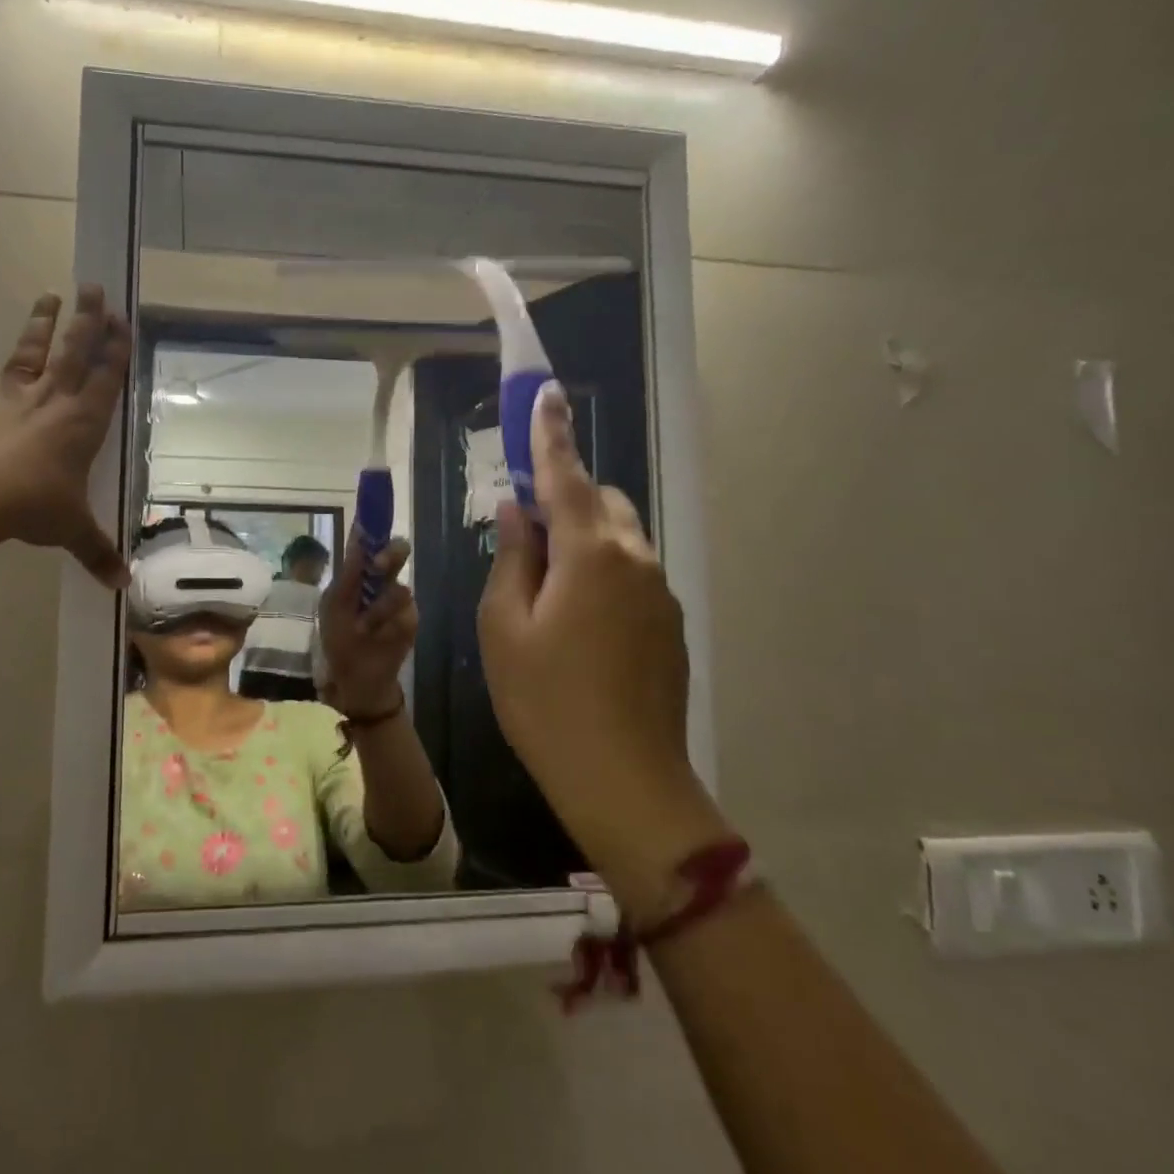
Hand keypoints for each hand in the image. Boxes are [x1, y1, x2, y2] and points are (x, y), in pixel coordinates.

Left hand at [0, 285, 130, 587]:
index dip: (115, 351)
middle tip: (94, 289)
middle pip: (73, 353)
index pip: (105, 380)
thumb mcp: (72, 530)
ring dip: (40, 324)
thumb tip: (123, 585)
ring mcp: (9, 399)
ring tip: (49, 294)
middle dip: (86, 321)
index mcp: (82, 424)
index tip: (123, 320)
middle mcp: (50, 402)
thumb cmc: (32, 507)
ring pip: (29, 353)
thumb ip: (97, 552)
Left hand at [318, 535, 415, 715]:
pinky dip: (387, 626)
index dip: (373, 522)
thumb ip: (349, 571)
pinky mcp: (411, 621)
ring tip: (363, 628)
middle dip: (390, 554)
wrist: (355, 677)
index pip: (369, 541)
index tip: (372, 509)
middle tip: (377, 565)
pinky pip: (406, 614)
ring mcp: (399, 600)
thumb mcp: (334, 604)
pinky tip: (376, 637)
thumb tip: (358, 534)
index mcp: (360, 572)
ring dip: (378, 609)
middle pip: (398, 551)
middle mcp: (383, 579)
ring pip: (400, 588)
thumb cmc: (339, 638)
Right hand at [477, 382, 725, 916]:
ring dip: (582, 537)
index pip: (563, 475)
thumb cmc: (544, 701)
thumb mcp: (504, 627)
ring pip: (618, 536)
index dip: (550, 433)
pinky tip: (577, 623)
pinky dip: (602, 570)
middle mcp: (634, 558)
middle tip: (522, 533)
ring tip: (546, 586)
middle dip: (562, 497)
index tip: (545, 392)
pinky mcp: (669, 623)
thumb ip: (512, 557)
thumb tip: (515, 511)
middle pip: (598, 501)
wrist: (625, 781)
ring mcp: (660, 592)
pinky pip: (632, 572)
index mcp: (589, 552)